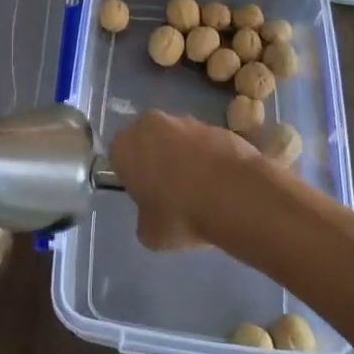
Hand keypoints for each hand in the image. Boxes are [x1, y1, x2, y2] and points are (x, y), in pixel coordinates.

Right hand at [109, 111, 257, 250]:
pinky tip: (220, 185)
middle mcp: (151, 124)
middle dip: (157, 161)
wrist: (234, 194)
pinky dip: (208, 159)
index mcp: (125, 145)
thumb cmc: (181, 213)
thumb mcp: (150, 233)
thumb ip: (145, 218)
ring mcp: (186, 121)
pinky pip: (204, 144)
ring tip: (201, 192)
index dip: (131, 177)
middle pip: (148, 142)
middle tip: (170, 193)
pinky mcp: (216, 125)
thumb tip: (153, 215)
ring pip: (177, 140)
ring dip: (184, 159)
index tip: (145, 197)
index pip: (119, 157)